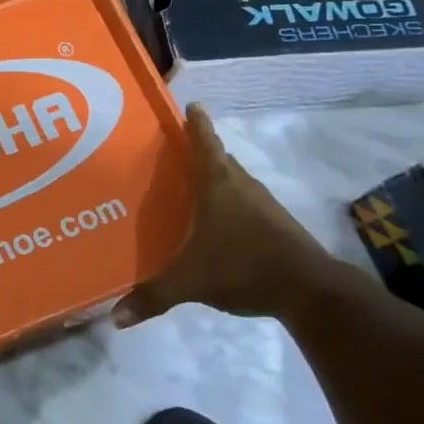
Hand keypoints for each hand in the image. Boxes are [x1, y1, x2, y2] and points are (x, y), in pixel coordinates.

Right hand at [116, 103, 351, 324]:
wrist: (310, 291)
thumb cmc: (243, 267)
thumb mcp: (190, 282)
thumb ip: (152, 297)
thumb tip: (113, 318)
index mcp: (218, 185)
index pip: (205, 143)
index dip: (196, 123)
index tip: (190, 105)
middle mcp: (242, 186)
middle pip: (220, 159)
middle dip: (200, 151)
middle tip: (173, 151)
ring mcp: (264, 205)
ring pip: (235, 180)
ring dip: (216, 177)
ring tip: (190, 185)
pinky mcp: (277, 225)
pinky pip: (246, 202)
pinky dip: (230, 202)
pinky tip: (217, 221)